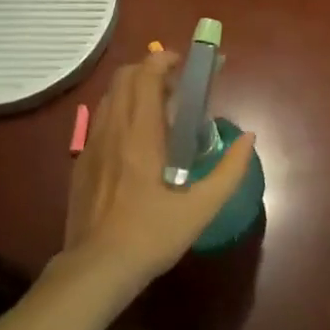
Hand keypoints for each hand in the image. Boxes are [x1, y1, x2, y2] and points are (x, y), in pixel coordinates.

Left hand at [60, 51, 257, 296]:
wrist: (96, 270)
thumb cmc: (151, 235)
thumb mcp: (201, 208)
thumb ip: (230, 170)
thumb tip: (249, 138)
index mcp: (141, 133)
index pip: (146, 75)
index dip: (163, 60)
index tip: (183, 64)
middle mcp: (113, 128)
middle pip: (123, 77)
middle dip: (148, 70)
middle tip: (174, 86)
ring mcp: (91, 144)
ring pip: (109, 96)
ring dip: (132, 90)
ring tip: (156, 109)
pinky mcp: (81, 162)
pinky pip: (99, 120)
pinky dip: (118, 112)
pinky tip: (132, 141)